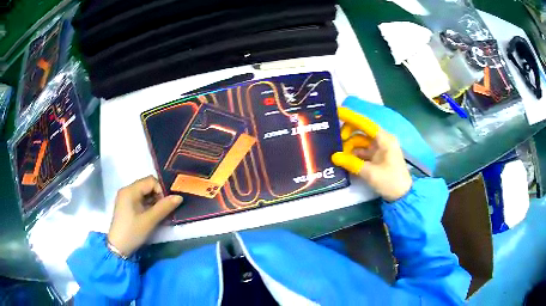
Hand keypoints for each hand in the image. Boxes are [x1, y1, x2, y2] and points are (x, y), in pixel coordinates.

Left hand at [107, 176, 182, 255]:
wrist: (118, 247)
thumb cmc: (133, 232)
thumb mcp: (150, 220)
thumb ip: (164, 207)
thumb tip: (179, 197)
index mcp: (130, 190)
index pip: (151, 181)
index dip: (161, 190)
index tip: (167, 204)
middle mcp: (127, 190)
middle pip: (148, 185)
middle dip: (158, 195)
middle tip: (165, 210)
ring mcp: (126, 198)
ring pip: (145, 193)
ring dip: (154, 201)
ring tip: (160, 214)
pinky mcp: (127, 206)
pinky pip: (141, 200)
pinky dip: (148, 205)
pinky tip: (152, 215)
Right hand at [331, 108, 411, 201]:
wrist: (402, 196)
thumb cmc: (390, 181)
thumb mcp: (370, 173)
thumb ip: (352, 163)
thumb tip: (334, 157)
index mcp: (384, 139)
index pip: (365, 124)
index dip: (351, 117)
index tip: (338, 111)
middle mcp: (382, 140)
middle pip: (362, 131)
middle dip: (348, 134)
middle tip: (336, 141)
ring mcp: (380, 149)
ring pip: (361, 142)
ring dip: (350, 146)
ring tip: (338, 154)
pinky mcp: (378, 157)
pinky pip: (363, 151)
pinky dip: (354, 154)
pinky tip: (344, 159)